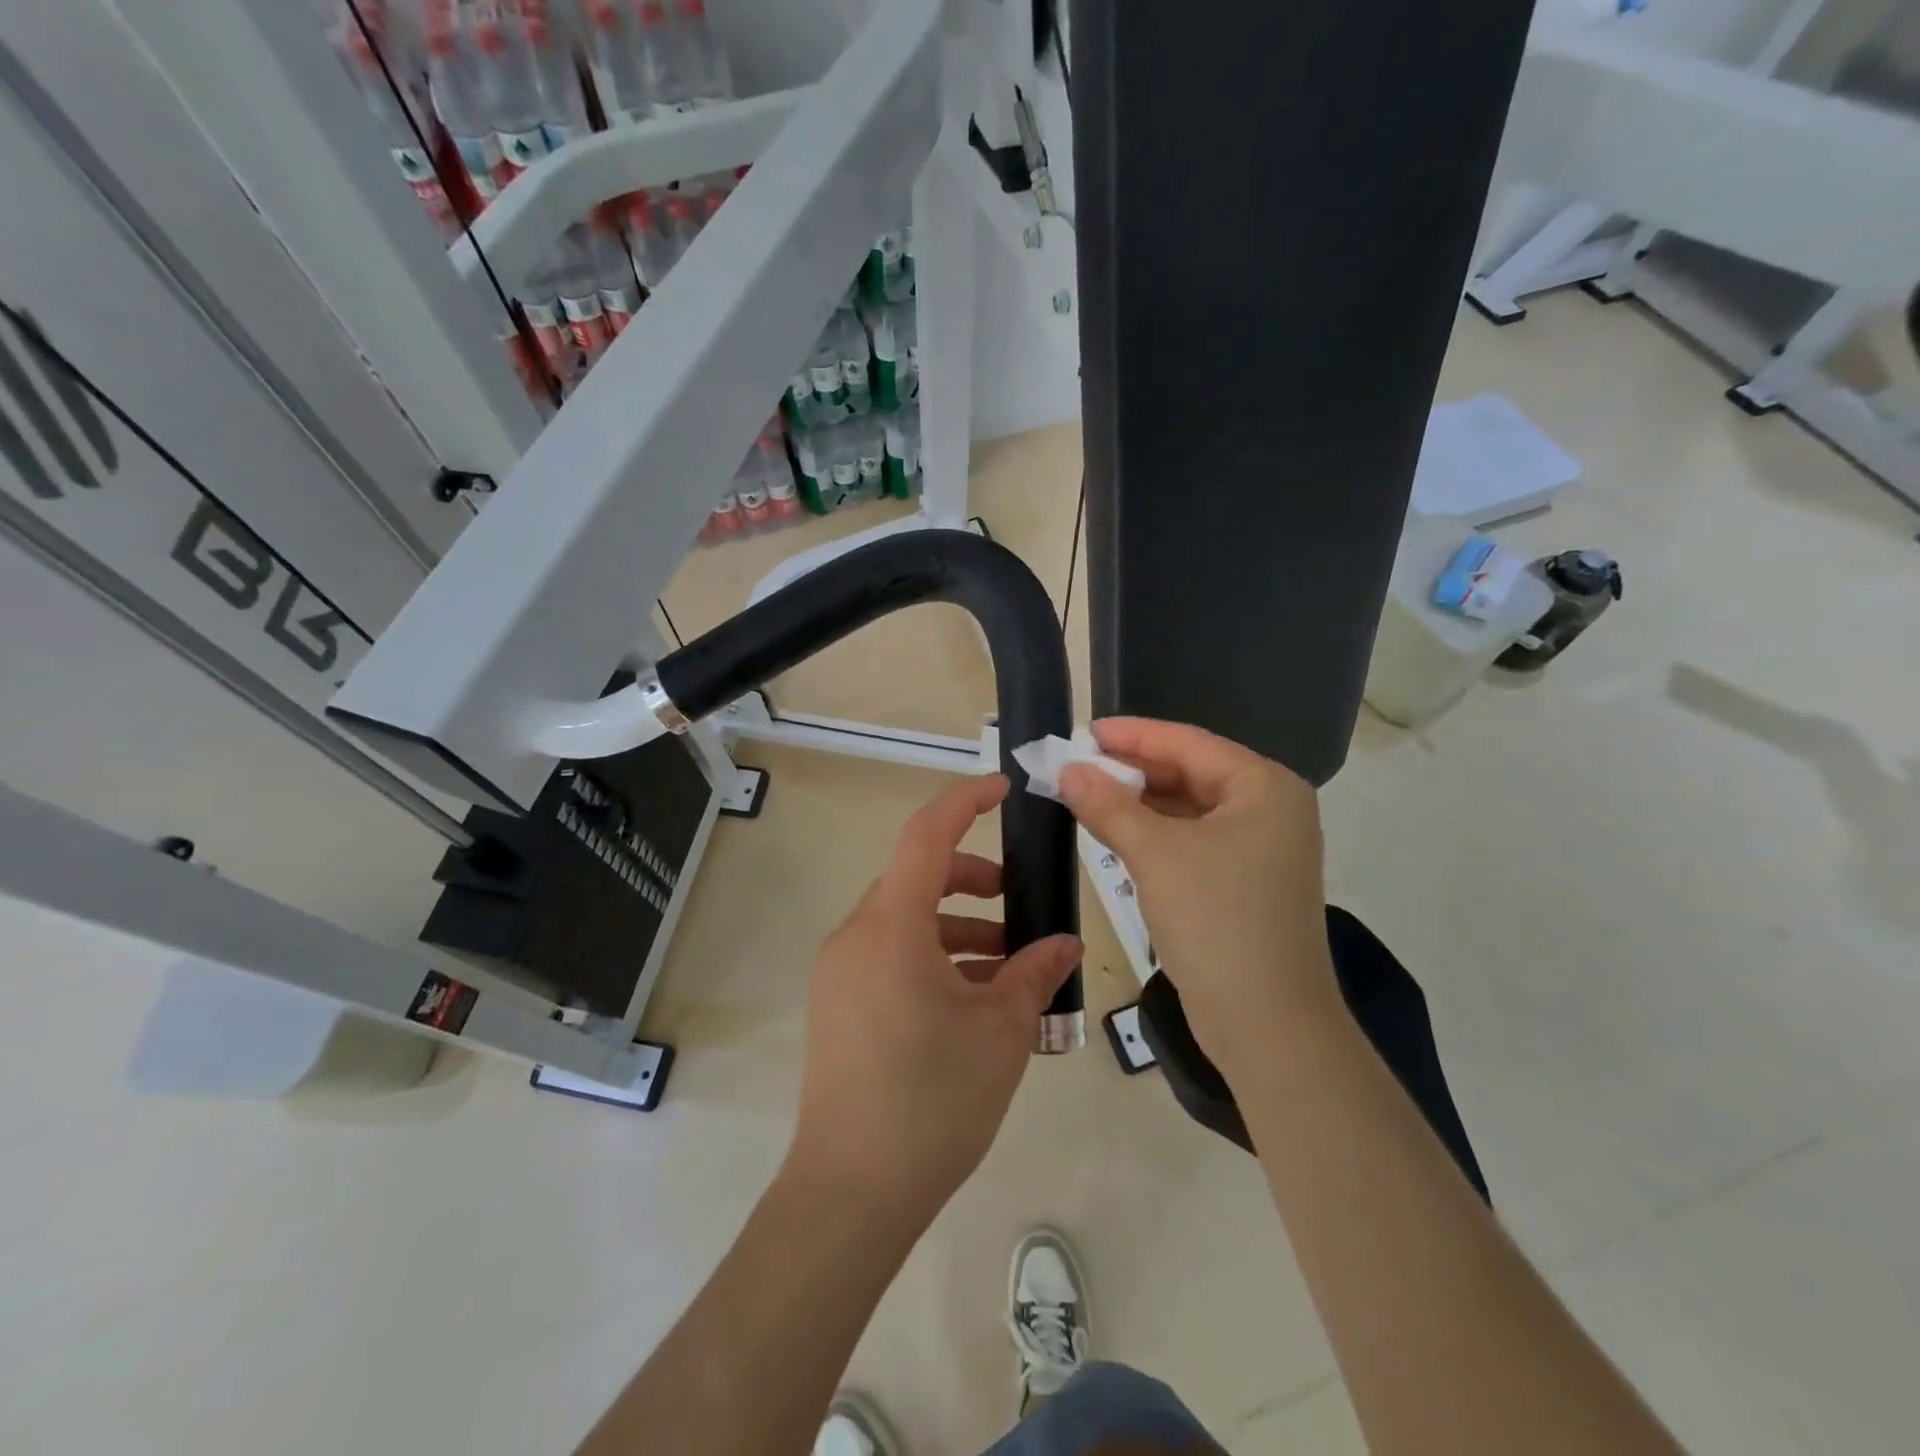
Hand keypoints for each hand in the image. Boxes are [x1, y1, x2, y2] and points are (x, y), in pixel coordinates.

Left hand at [785, 775, 1081, 1226]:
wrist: (851, 1193)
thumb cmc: (932, 1101)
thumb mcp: (1000, 1033)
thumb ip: (1035, 974)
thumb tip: (1065, 945)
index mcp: (891, 928)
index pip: (926, 835)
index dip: (965, 801)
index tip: (1005, 789)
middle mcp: (856, 936)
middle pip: (916, 878)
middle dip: (973, 881)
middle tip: (1020, 903)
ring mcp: (840, 970)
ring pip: (904, 919)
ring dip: (957, 927)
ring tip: (1009, 966)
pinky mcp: (836, 1002)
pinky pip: (889, 954)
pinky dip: (931, 956)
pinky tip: (971, 999)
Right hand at [1058, 718, 1341, 1076]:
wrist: (1266, 1024)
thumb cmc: (1216, 921)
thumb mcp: (1155, 854)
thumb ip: (1108, 805)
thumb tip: (1067, 769)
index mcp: (1264, 787)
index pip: (1188, 744)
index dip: (1133, 735)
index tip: (1085, 730)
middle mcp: (1269, 809)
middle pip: (1189, 773)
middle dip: (1132, 769)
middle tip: (1077, 763)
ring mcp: (1259, 849)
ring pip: (1187, 809)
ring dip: (1138, 802)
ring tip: (1085, 792)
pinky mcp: (1243, 883)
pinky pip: (1191, 841)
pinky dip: (1153, 834)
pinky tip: (1114, 831)